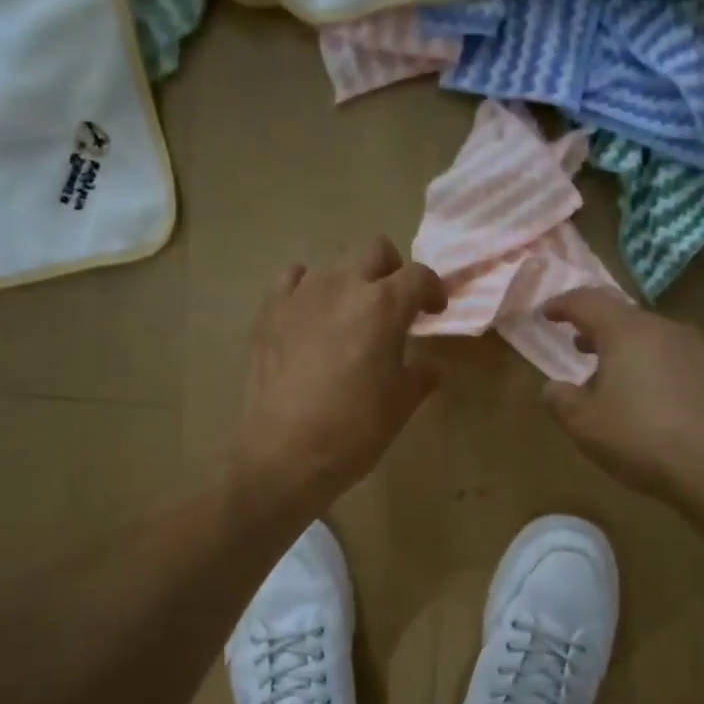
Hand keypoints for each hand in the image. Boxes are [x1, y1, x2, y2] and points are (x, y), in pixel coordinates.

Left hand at [230, 236, 446, 514]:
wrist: (284, 453)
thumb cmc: (355, 430)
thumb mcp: (400, 404)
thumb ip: (420, 375)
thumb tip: (431, 366)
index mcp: (384, 306)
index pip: (419, 276)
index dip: (433, 290)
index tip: (434, 312)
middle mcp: (343, 286)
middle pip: (375, 251)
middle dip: (392, 271)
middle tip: (394, 305)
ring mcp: (301, 295)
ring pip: (333, 263)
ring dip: (350, 281)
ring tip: (350, 315)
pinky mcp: (269, 312)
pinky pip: (292, 280)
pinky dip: (307, 289)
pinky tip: (310, 316)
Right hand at [539, 289, 703, 502]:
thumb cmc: (641, 438)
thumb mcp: (584, 424)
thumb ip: (560, 399)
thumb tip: (553, 387)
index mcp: (626, 331)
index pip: (587, 301)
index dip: (562, 304)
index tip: (546, 313)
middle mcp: (663, 329)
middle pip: (622, 316)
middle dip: (595, 328)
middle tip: (576, 344)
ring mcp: (695, 349)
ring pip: (649, 337)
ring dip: (624, 349)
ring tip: (609, 376)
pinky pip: (671, 358)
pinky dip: (650, 366)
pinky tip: (647, 398)